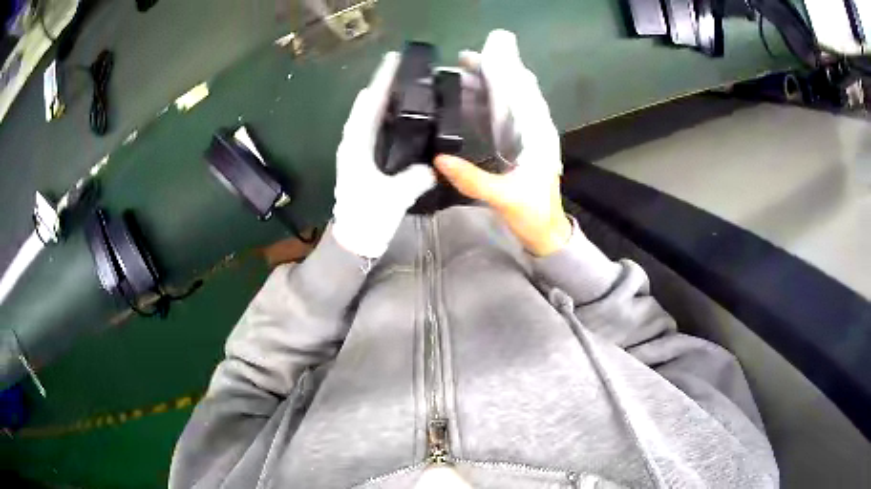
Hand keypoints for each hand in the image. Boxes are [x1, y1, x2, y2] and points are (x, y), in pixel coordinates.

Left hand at [332, 53, 436, 258]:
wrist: (354, 241)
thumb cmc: (368, 218)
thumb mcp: (394, 198)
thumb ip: (415, 178)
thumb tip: (433, 166)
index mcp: (356, 147)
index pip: (369, 106)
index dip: (382, 82)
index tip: (393, 62)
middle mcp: (352, 145)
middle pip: (366, 107)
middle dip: (382, 86)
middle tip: (401, 69)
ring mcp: (356, 153)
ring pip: (368, 118)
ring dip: (382, 100)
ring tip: (401, 86)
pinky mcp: (362, 162)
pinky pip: (372, 131)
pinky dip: (383, 118)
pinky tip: (399, 118)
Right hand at [435, 30, 570, 256]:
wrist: (547, 233)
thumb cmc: (534, 215)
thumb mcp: (504, 199)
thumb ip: (474, 179)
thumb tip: (438, 159)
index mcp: (538, 135)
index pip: (521, 91)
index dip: (501, 71)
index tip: (475, 58)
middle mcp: (534, 130)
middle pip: (514, 91)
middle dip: (490, 74)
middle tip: (460, 63)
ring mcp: (526, 138)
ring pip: (507, 103)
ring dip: (486, 88)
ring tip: (458, 76)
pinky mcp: (518, 148)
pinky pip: (502, 119)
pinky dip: (485, 107)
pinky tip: (467, 102)